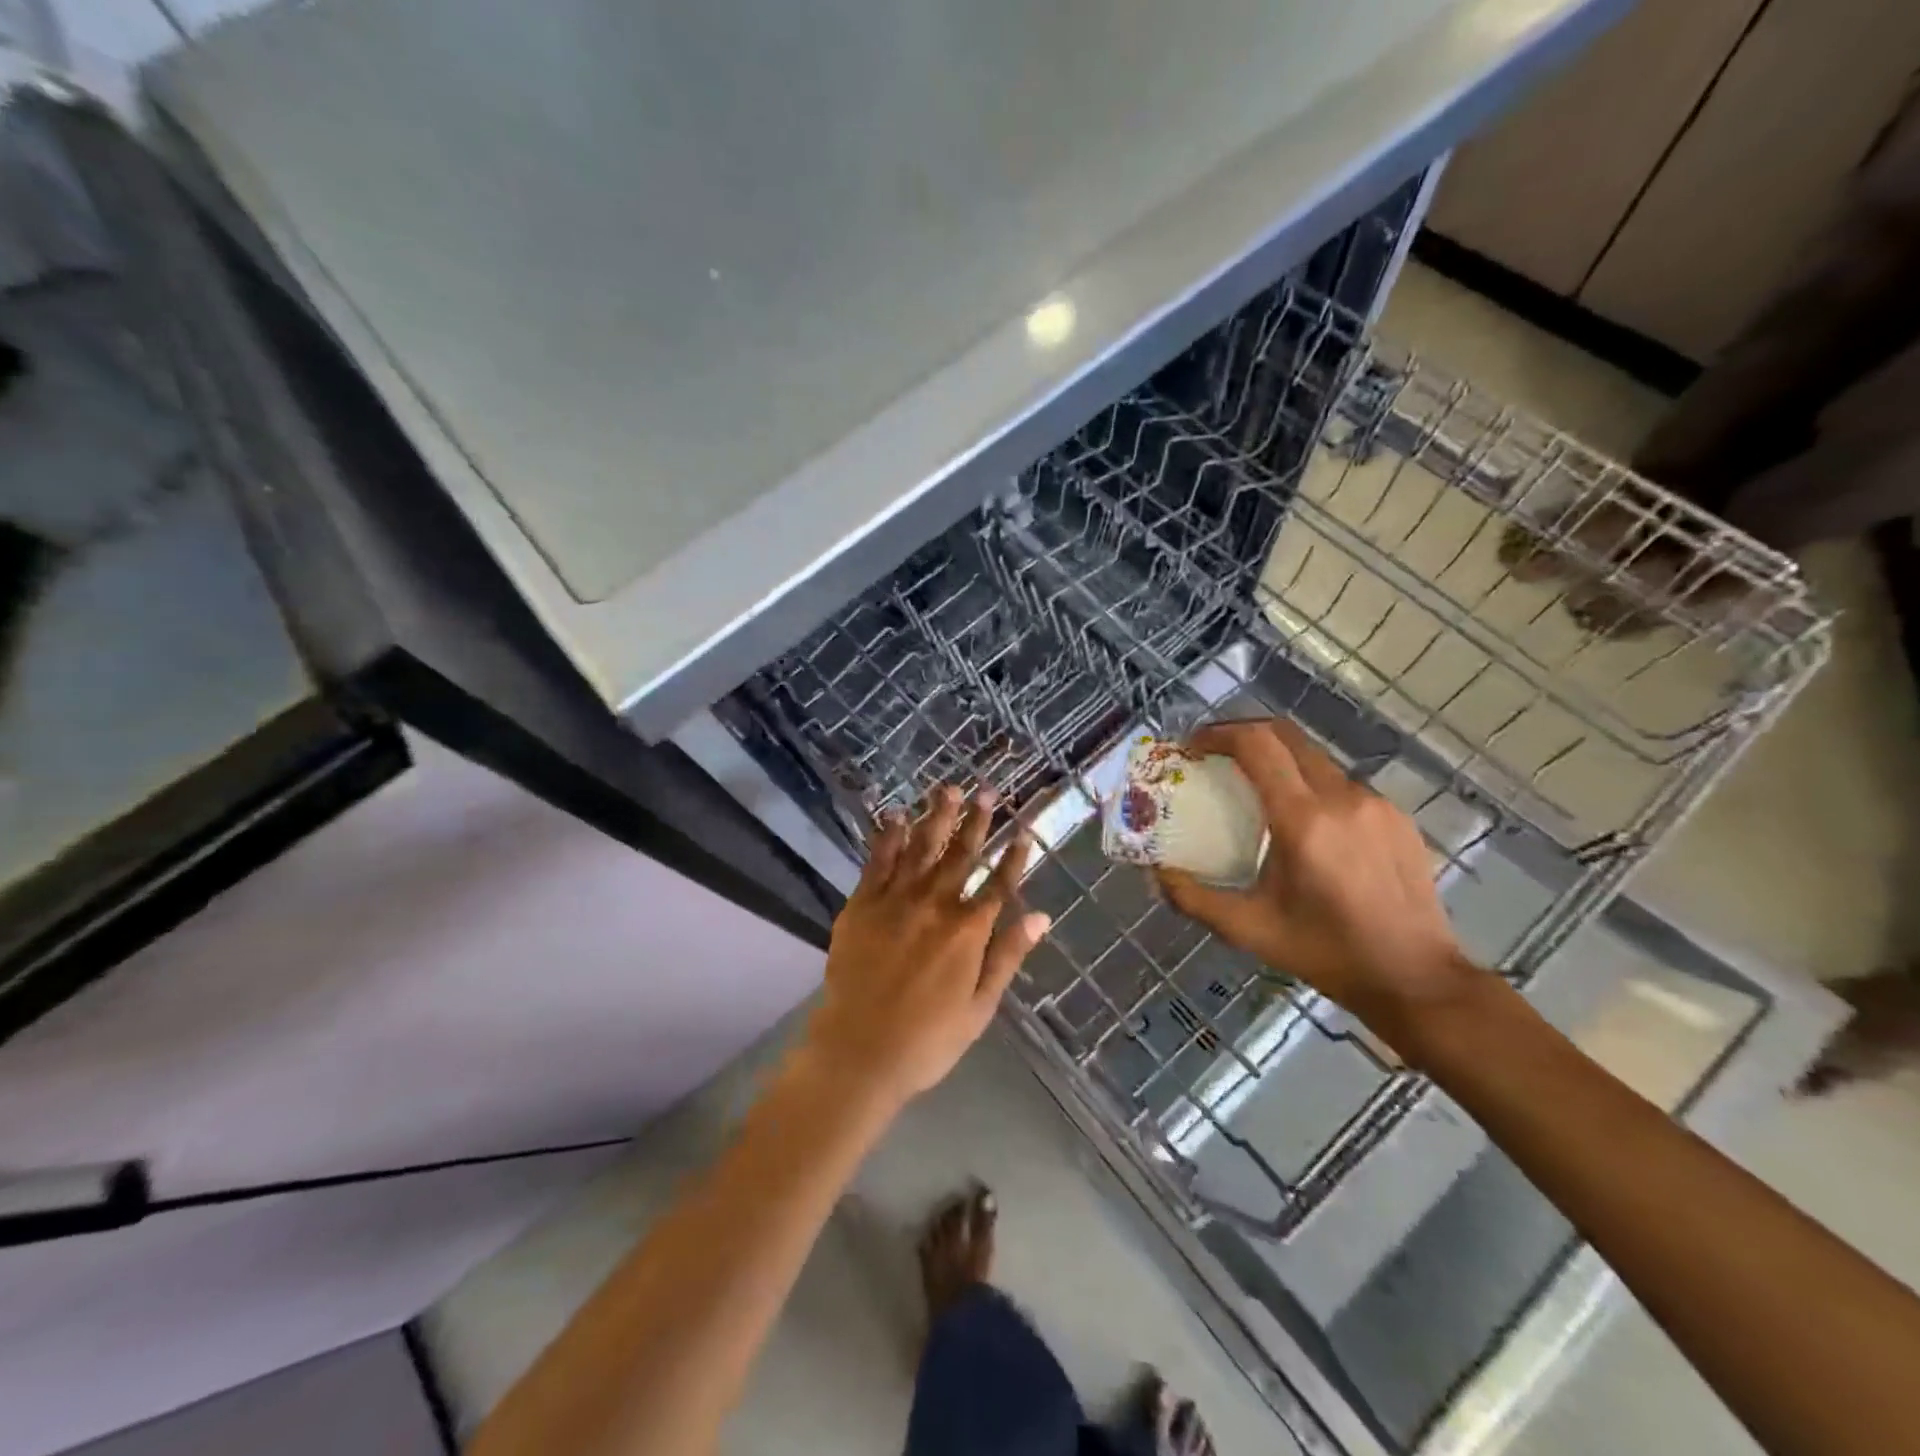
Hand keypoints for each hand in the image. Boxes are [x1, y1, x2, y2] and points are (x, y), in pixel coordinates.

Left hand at [802, 787, 1050, 1106]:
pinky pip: (877, 861)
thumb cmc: (927, 1038)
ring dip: (935, 817)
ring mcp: (895, 900)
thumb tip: (1041, 917)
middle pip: (960, 855)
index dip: (1014, 857)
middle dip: (975, 821)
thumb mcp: (979, 1006)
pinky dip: (888, 837)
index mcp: (967, 931)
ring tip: (947, 789)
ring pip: (920, 848)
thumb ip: (1008, 956)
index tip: (1024, 830)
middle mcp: (934, 905)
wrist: (859, 1051)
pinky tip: (895, 816)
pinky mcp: (862, 904)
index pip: (998, 884)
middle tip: (985, 790)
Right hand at [1155, 720, 1484, 1055]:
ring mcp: (1375, 803)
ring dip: (1277, 760)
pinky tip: (1302, 822)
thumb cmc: (1326, 952)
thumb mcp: (1249, 929)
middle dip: (1243, 734)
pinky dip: (1309, 785)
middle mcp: (1341, 798)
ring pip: (1314, 759)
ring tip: (1254, 789)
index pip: (1257, 745)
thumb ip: (1193, 898)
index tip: (1193, 746)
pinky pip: (1341, 784)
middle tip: (1214, 755)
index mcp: (1302, 820)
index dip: (1219, 734)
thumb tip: (1155, 872)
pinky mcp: (1396, 816)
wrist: (1415, 977)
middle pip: (1286, 736)